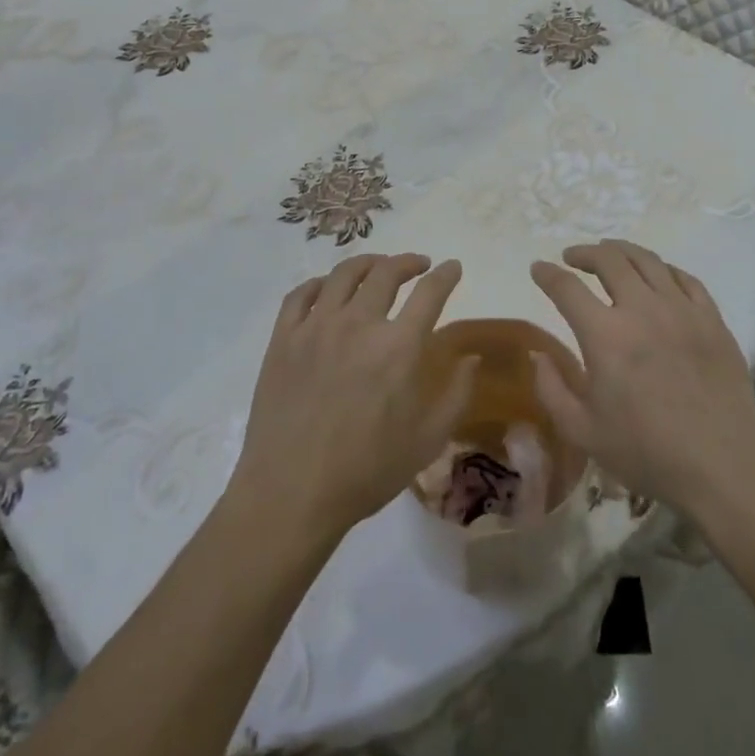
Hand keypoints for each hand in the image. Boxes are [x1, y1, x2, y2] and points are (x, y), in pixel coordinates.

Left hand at [228, 253, 475, 544]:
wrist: (291, 494)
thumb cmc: (366, 471)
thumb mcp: (427, 440)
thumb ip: (457, 394)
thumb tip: (471, 358)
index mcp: (398, 347)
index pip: (430, 292)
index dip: (446, 274)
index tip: (452, 266)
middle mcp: (358, 324)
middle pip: (386, 272)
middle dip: (408, 262)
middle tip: (417, 265)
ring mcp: (316, 327)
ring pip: (343, 274)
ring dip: (367, 263)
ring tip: (376, 267)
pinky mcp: (283, 338)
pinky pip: (300, 294)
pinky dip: (319, 283)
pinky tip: (326, 289)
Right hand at [529, 240, 754, 515]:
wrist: (724, 468)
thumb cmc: (647, 452)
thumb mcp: (582, 431)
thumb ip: (551, 389)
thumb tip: (538, 354)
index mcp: (605, 335)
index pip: (567, 288)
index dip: (547, 274)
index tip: (538, 268)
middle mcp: (642, 309)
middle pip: (608, 260)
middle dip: (584, 253)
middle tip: (573, 257)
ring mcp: (681, 309)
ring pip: (647, 260)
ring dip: (621, 251)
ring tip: (610, 253)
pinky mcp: (712, 319)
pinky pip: (685, 278)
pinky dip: (663, 269)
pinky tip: (657, 275)